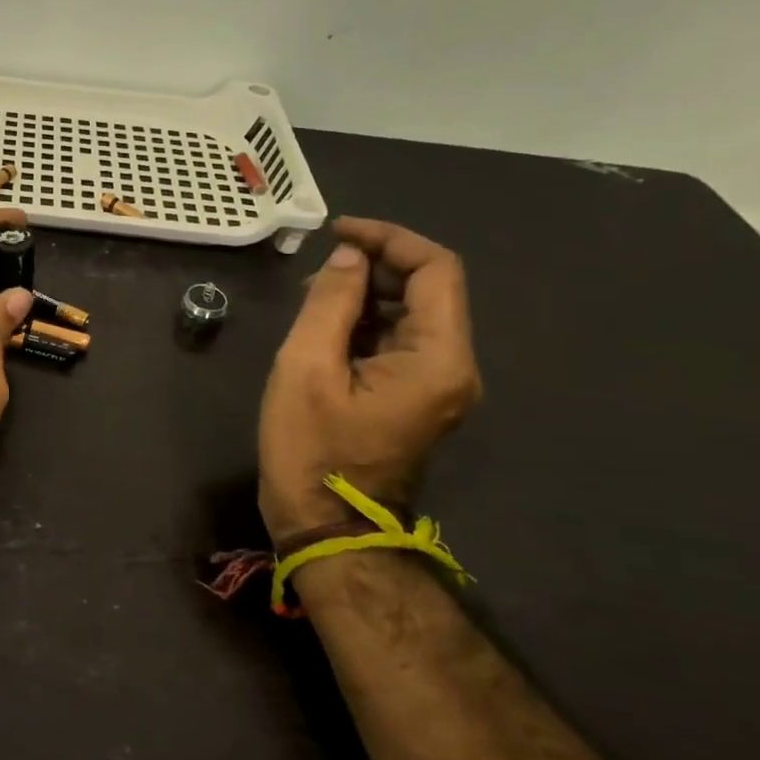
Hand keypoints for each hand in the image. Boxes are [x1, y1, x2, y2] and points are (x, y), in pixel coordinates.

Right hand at [258, 217, 482, 539]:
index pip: (436, 270)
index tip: (337, 232)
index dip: (389, 239)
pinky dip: (366, 325)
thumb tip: (347, 258)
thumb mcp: (306, 368)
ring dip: (366, 296)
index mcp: (439, 359)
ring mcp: (440, 387)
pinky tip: (324, 331)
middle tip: (315, 271)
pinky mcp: (418, 399)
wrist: (327, 528)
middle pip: (429, 290)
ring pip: (412, 316)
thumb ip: (329, 303)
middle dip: (374, 267)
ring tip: (311, 301)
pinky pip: (400, 344)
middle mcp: (454, 368)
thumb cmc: (312, 449)